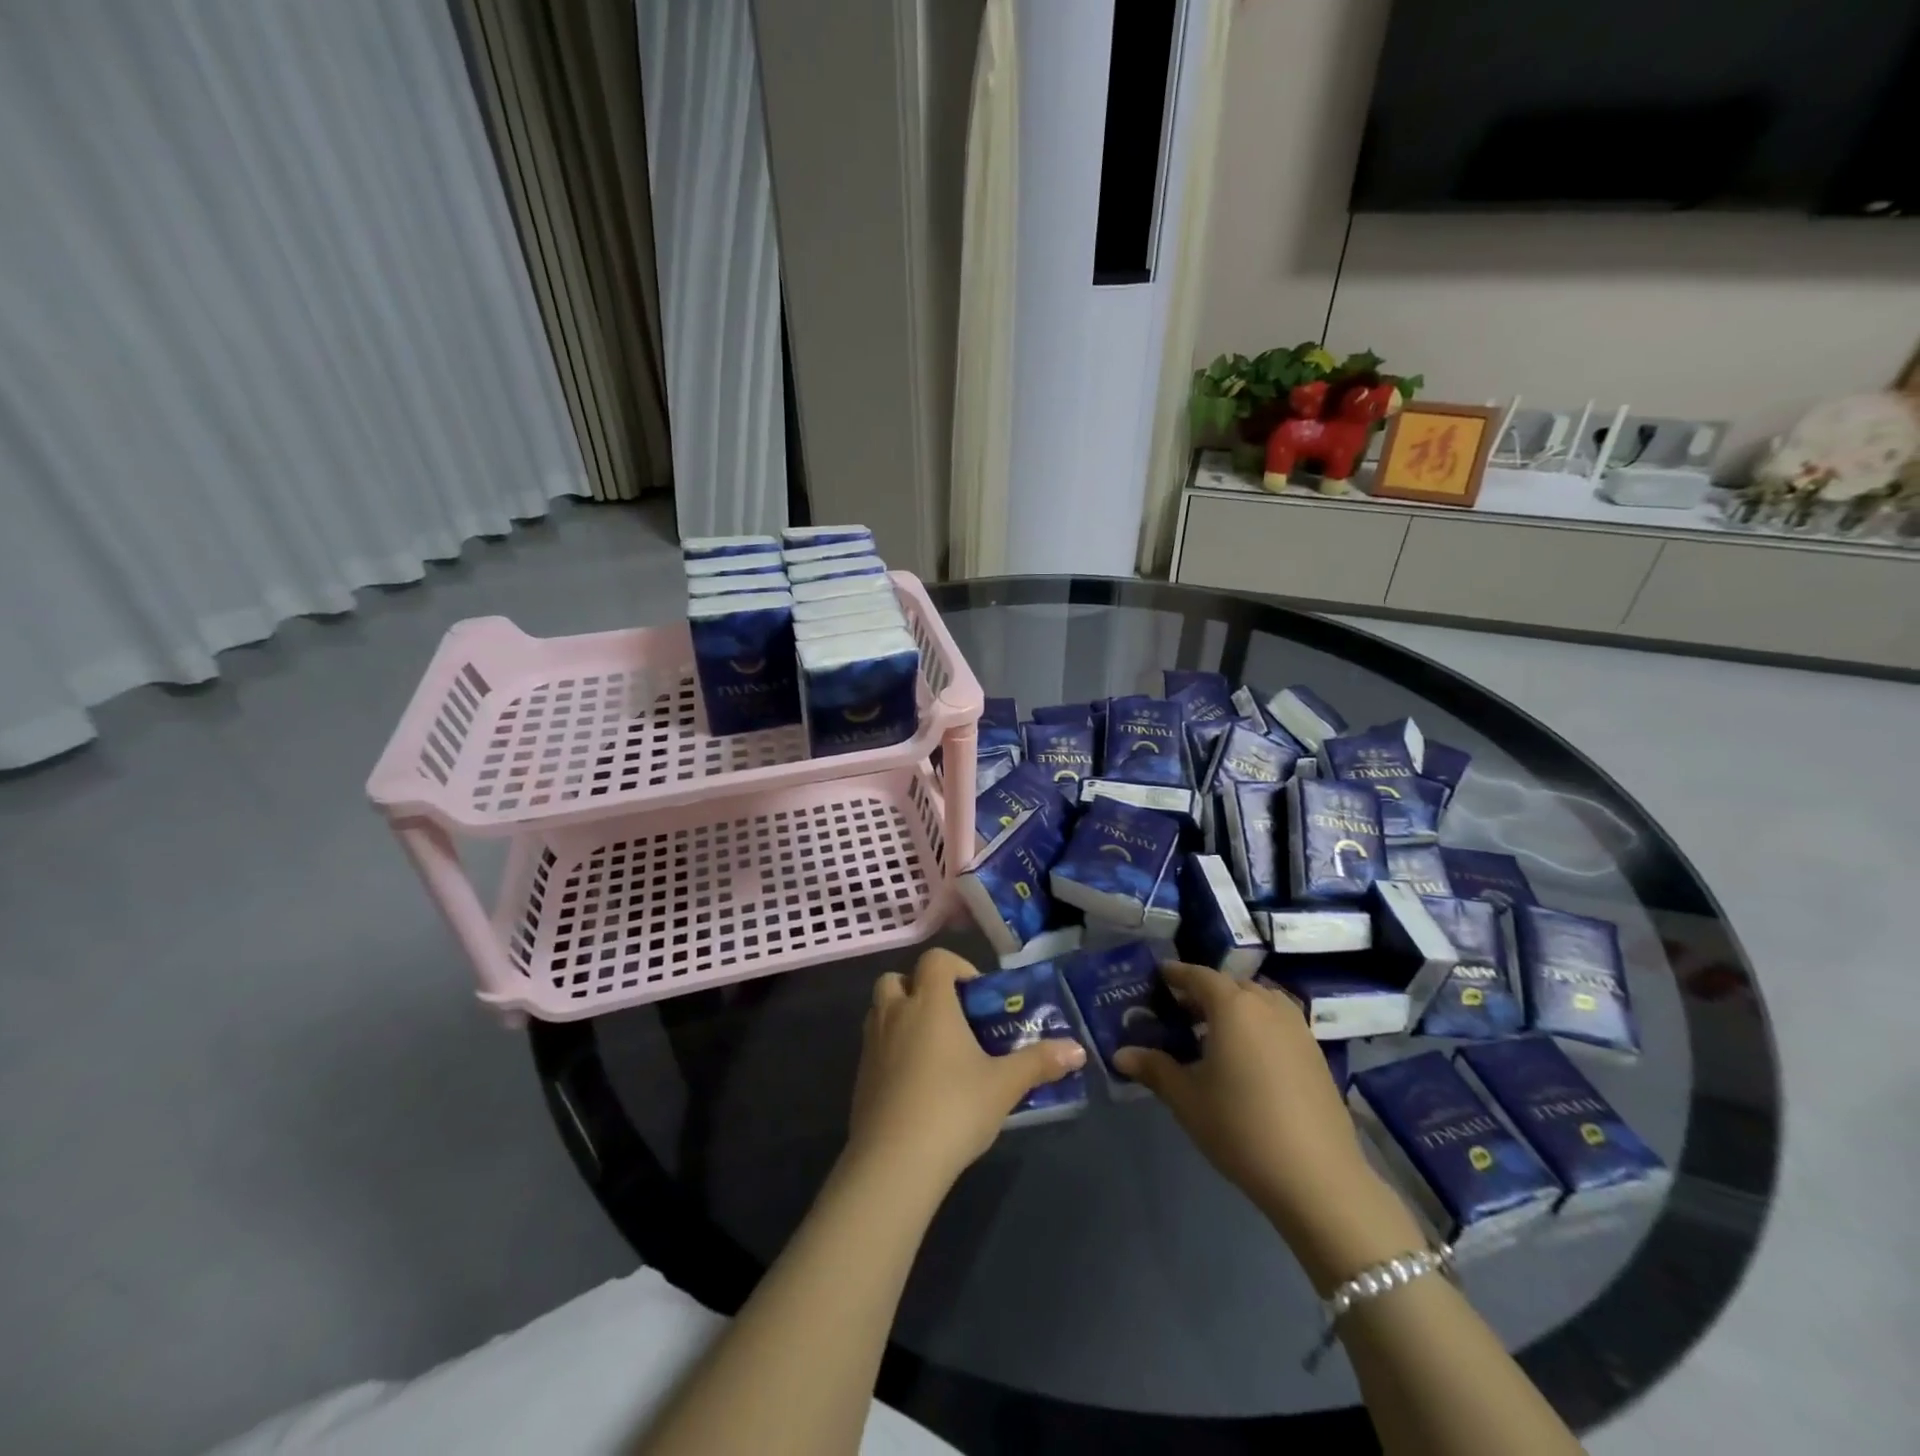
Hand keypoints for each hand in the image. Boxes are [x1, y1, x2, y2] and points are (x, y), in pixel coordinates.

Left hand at [846, 948, 1085, 1191]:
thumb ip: (1039, 1062)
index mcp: (930, 1003)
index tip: (977, 996)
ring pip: (881, 1010)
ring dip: (903, 1016)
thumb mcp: (1004, 1085)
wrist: (894, 1162)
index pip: (935, 959)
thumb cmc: (954, 1108)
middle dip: (920, 989)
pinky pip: (874, 1045)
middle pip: (898, 979)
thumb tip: (1078, 1050)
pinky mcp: (860, 1076)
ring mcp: (871, 1044)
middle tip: (950, 1018)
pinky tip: (916, 1084)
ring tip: (934, 1050)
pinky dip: (892, 1050)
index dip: (957, 967)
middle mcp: (895, 1013)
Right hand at [1114, 965, 1409, 1267]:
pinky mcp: (1316, 1053)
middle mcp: (1266, 1005)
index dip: (1176, 974)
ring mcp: (1297, 1028)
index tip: (1158, 976)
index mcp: (1232, 1006)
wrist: (1318, 1177)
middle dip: (1204, 991)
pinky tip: (1247, 1057)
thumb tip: (1120, 1054)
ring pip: (1259, 1001)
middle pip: (1230, 985)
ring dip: (1235, 1007)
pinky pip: (1278, 1021)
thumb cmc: (1240, 1127)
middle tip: (1180, 1010)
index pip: (1198, 976)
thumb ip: (1154, 1069)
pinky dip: (1258, 1024)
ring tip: (1214, 1032)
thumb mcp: (1187, 1099)